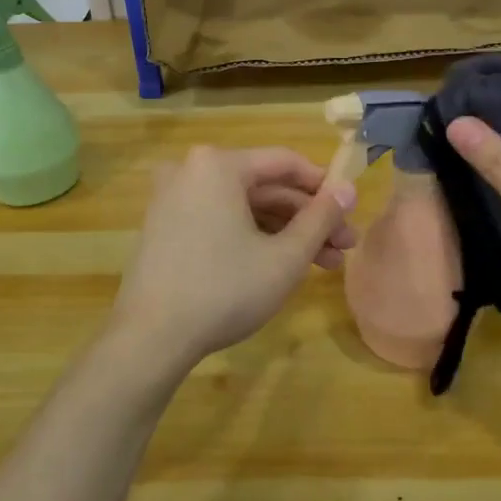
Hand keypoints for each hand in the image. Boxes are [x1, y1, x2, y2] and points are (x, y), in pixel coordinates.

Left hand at [106, 145, 357, 376]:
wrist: (150, 338)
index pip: (285, 163)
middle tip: (344, 247)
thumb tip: (349, 189)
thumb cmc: (224, 289)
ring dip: (285, 232)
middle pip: (265, 187)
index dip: (324, 186)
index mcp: (218, 165)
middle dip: (308, 218)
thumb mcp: (285, 257)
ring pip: (244, 207)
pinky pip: (220, 219)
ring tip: (324, 264)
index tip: (350, 211)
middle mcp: (191, 170)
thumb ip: (321, 218)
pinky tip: (281, 264)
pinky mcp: (165, 227)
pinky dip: (252, 237)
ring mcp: (173, 199)